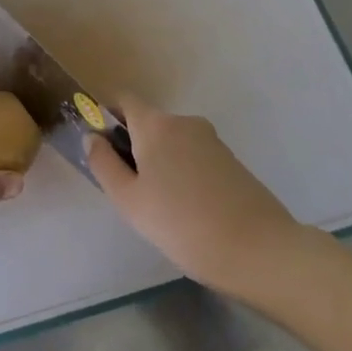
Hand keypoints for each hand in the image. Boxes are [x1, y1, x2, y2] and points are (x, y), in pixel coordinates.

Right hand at [86, 94, 303, 294]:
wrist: (259, 250)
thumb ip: (104, 164)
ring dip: (159, 163)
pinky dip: (183, 173)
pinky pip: (194, 157)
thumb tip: (93, 137)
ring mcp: (212, 140)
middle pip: (148, 123)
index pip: (124, 100)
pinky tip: (188, 210)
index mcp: (155, 124)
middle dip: (133, 147)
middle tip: (130, 191)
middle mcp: (184, 122)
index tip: (103, 150)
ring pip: (172, 142)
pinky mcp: (232, 161)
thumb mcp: (129, 199)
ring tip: (161, 208)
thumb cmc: (181, 223)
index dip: (107, 117)